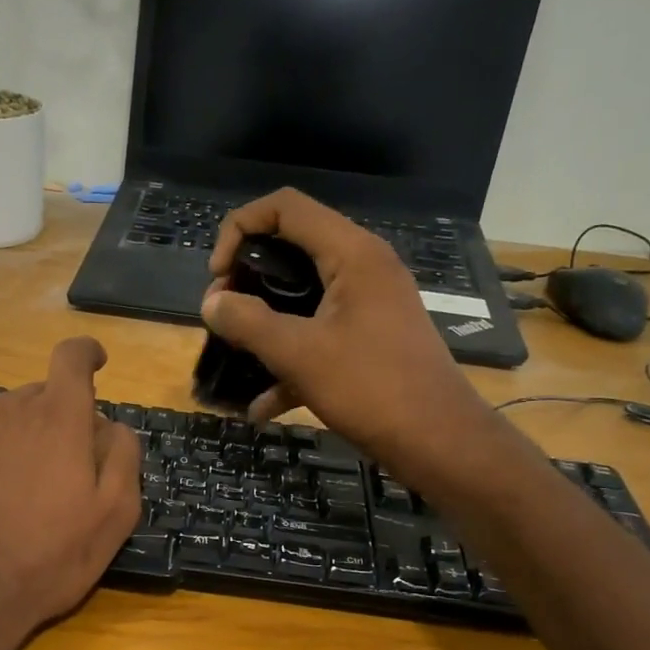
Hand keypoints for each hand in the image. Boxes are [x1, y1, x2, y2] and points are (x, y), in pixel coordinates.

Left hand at [0, 337, 141, 649]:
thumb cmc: (49, 560)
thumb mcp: (114, 517)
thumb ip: (122, 457)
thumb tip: (111, 424)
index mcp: (62, 420)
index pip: (73, 360)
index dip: (87, 354)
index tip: (96, 362)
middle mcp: (15, 407)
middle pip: (44, 393)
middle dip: (61, 416)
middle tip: (64, 467)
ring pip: (8, 404)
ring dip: (24, 422)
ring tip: (23, 469)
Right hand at [203, 189, 506, 485]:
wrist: (438, 441)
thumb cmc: (371, 388)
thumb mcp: (299, 354)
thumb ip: (248, 322)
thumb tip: (211, 303)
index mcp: (352, 254)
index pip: (285, 208)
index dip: (240, 229)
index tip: (218, 275)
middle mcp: (363, 268)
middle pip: (291, 247)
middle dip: (248, 278)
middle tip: (223, 315)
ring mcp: (369, 304)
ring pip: (302, 295)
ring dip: (264, 320)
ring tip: (234, 351)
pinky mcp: (370, 338)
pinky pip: (319, 333)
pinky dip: (290, 359)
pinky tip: (262, 406)